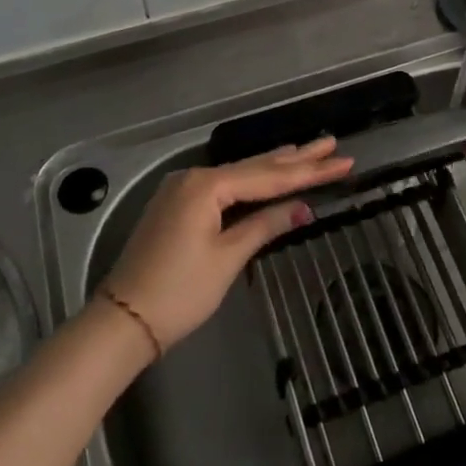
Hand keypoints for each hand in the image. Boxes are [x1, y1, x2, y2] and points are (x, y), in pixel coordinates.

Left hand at [102, 137, 352, 352]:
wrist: (122, 320)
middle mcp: (194, 177)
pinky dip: (251, 180)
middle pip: (255, 166)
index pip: (269, 176)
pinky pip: (224, 184)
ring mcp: (183, 189)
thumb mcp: (227, 258)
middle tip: (331, 144)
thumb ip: (265, 225)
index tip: (343, 161)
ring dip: (275, 165)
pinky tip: (266, 172)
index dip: (309, 170)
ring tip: (307, 150)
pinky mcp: (178, 204)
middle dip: (296, 158)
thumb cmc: (178, 292)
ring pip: (239, 173)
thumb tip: (304, 207)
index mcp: (207, 186)